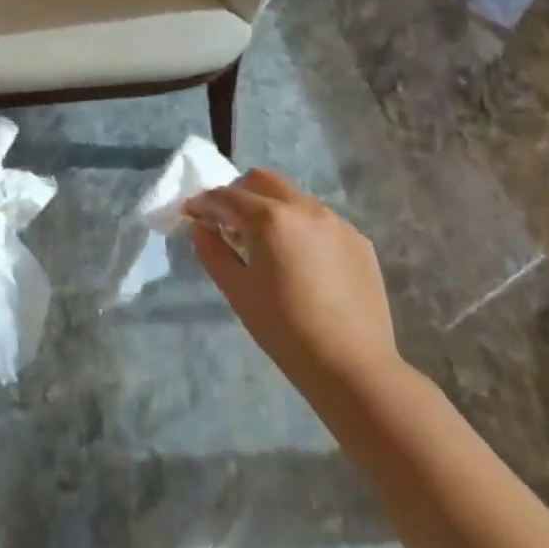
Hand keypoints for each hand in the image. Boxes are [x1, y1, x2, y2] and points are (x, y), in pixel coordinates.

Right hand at [186, 169, 397, 391]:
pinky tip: (300, 261)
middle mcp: (304, 207)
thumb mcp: (237, 291)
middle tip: (227, 222)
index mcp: (270, 217)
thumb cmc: (285, 329)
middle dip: (238, 193)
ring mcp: (336, 221)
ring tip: (265, 243)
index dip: (203, 203)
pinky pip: (319, 220)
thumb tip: (201, 227)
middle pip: (262, 180)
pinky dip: (300, 227)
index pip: (226, 196)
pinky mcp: (357, 240)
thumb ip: (213, 251)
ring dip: (271, 207)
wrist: (353, 366)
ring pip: (293, 197)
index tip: (190, 213)